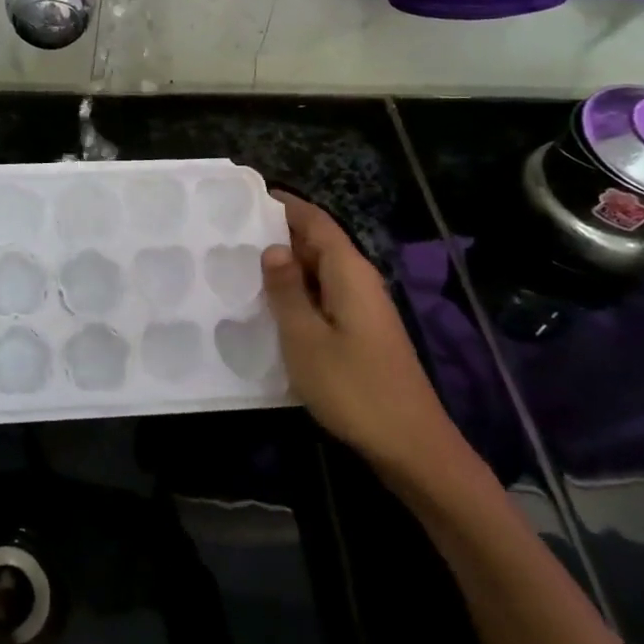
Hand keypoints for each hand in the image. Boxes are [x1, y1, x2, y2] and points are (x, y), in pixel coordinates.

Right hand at [261, 193, 463, 481]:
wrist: (412, 446)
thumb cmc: (354, 387)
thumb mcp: (306, 338)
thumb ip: (286, 290)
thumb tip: (273, 248)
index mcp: (349, 273)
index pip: (316, 221)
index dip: (285, 205)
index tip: (247, 196)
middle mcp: (359, 282)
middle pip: (318, 243)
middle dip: (279, 233)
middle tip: (231, 232)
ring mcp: (363, 309)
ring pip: (320, 272)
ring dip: (285, 265)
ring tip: (241, 263)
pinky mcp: (361, 333)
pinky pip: (324, 296)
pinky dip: (297, 292)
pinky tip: (270, 305)